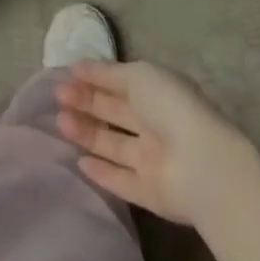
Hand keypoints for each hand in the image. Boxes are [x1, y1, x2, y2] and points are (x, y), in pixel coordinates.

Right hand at [57, 61, 251, 226]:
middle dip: (86, 102)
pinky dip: (102, 172)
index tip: (66, 74)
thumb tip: (78, 67)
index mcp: (155, 93)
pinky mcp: (150, 193)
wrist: (202, 165)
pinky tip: (79, 162)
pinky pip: (122, 180)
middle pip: (114, 112)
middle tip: (58, 96)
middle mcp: (154, 124)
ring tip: (59, 121)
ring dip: (87, 132)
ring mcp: (153, 160)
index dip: (94, 78)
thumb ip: (108, 73)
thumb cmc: (169, 107)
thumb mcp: (138, 76)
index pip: (120, 82)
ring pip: (114, 144)